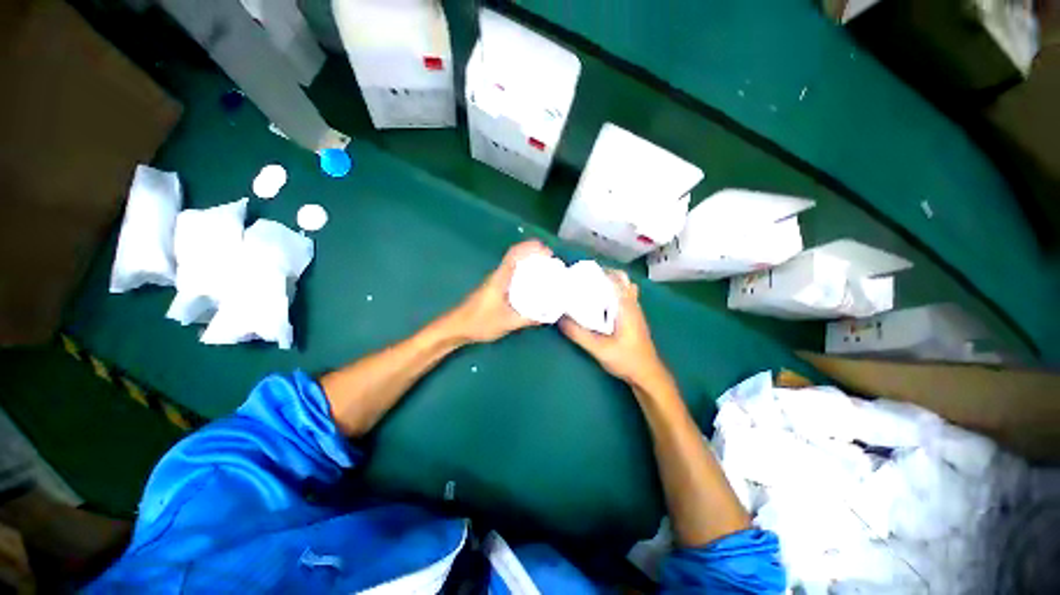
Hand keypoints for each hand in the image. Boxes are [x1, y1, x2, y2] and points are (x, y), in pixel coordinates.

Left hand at [453, 240, 552, 343]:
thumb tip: (547, 316)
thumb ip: (527, 319)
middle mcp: (498, 275)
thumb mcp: (507, 323)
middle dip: (534, 253)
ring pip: (514, 265)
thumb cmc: (479, 322)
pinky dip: (524, 273)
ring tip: (546, 270)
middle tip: (551, 261)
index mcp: (500, 278)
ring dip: (529, 262)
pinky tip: (532, 284)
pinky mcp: (494, 288)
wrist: (457, 327)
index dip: (530, 248)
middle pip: (516, 256)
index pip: (514, 254)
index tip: (547, 251)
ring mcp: (495, 281)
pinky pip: (512, 274)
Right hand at [559, 270, 670, 388]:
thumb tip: (559, 318)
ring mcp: (635, 310)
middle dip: (603, 274)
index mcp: (625, 306)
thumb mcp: (599, 348)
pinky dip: (613, 293)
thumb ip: (579, 333)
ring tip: (590, 288)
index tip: (580, 273)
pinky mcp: (634, 317)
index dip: (598, 272)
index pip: (614, 279)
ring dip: (609, 283)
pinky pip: (624, 296)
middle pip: (621, 278)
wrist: (647, 374)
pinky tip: (600, 304)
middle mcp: (632, 303)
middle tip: (584, 280)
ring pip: (624, 286)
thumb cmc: (626, 359)